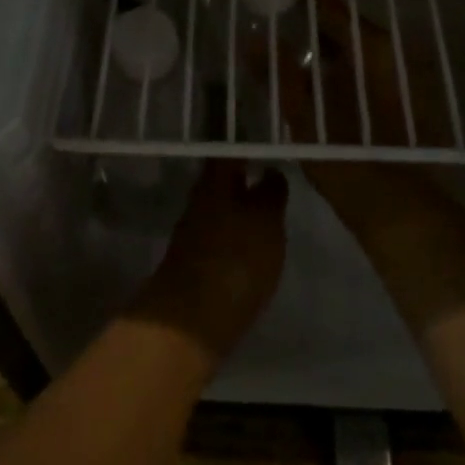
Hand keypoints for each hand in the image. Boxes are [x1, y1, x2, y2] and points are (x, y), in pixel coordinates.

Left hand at [131, 160, 287, 358]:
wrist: (191, 322)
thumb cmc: (235, 259)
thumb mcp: (266, 220)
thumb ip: (271, 193)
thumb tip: (272, 171)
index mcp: (214, 181)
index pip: (229, 151)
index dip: (246, 145)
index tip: (266, 142)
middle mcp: (199, 201)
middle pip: (222, 180)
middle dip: (244, 177)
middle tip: (273, 175)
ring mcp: (194, 234)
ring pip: (221, 208)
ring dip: (241, 206)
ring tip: (270, 211)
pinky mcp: (195, 265)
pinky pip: (220, 237)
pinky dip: (236, 235)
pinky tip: (253, 245)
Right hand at [263, 0, 455, 227]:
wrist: (402, 211)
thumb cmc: (350, 160)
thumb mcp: (305, 118)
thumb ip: (279, 75)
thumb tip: (253, 38)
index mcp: (373, 48)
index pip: (331, 6)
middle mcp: (392, 53)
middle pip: (345, 27)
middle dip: (311, 23)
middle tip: (275, 19)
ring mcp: (403, 77)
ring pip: (356, 50)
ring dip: (326, 48)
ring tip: (289, 49)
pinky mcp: (406, 100)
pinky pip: (366, 71)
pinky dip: (342, 70)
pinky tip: (318, 82)